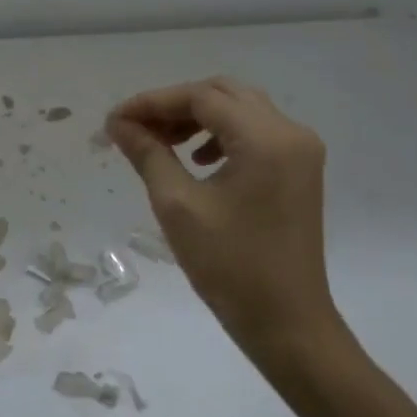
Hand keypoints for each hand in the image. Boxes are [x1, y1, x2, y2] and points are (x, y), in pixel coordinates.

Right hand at [107, 79, 350, 378]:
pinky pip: (256, 133)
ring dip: (198, 118)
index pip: (201, 98)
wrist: (286, 322)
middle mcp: (291, 132)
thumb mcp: (177, 206)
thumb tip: (118, 124)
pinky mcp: (299, 170)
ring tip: (161, 142)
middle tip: (136, 128)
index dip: (153, 102)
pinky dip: (221, 135)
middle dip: (175, 105)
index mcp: (266, 138)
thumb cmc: (229, 266)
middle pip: (224, 94)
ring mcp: (301, 151)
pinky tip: (197, 159)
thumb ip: (148, 154)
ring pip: (241, 110)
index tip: (115, 120)